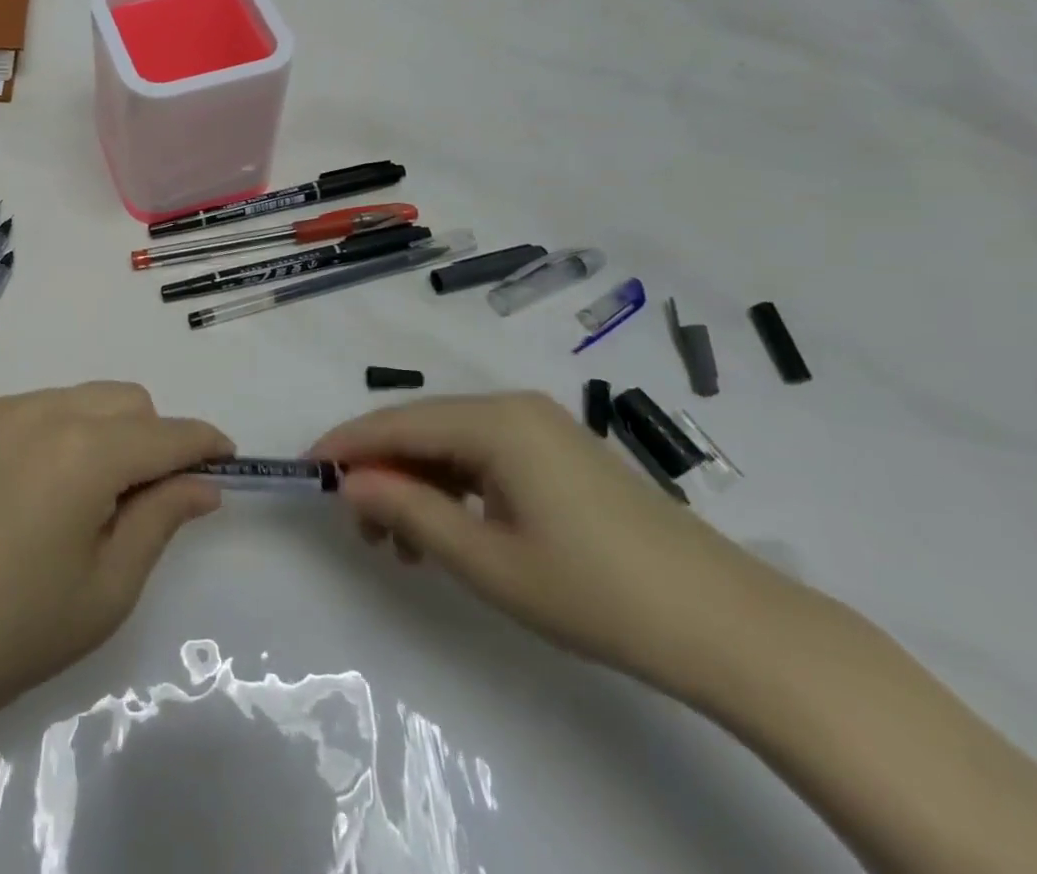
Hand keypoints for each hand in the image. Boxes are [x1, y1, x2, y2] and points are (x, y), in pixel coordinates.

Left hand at [0, 383, 231, 724]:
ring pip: (76, 398)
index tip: (224, 458)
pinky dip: (46, 434)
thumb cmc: (11, 634)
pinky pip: (26, 408)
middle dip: (150, 436)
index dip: (203, 443)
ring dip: (98, 432)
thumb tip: (203, 483)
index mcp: (85, 455)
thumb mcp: (106, 591)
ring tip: (72, 496)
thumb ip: (161, 521)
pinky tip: (19, 489)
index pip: (166, 434)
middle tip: (137, 497)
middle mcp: (42, 412)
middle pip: (125, 400)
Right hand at [310, 392, 801, 697]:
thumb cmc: (598, 593)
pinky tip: (448, 530)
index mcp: (495, 421)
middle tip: (360, 529)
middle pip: (421, 427)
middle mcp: (512, 407)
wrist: (731, 628)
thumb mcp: (488, 562)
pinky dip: (453, 487)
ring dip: (415, 483)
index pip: (396, 421)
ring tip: (401, 544)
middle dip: (381, 471)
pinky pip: (484, 457)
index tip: (305, 471)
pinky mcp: (559, 454)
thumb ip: (409, 512)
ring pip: (450, 442)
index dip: (346, 445)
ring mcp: (540, 428)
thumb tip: (349, 483)